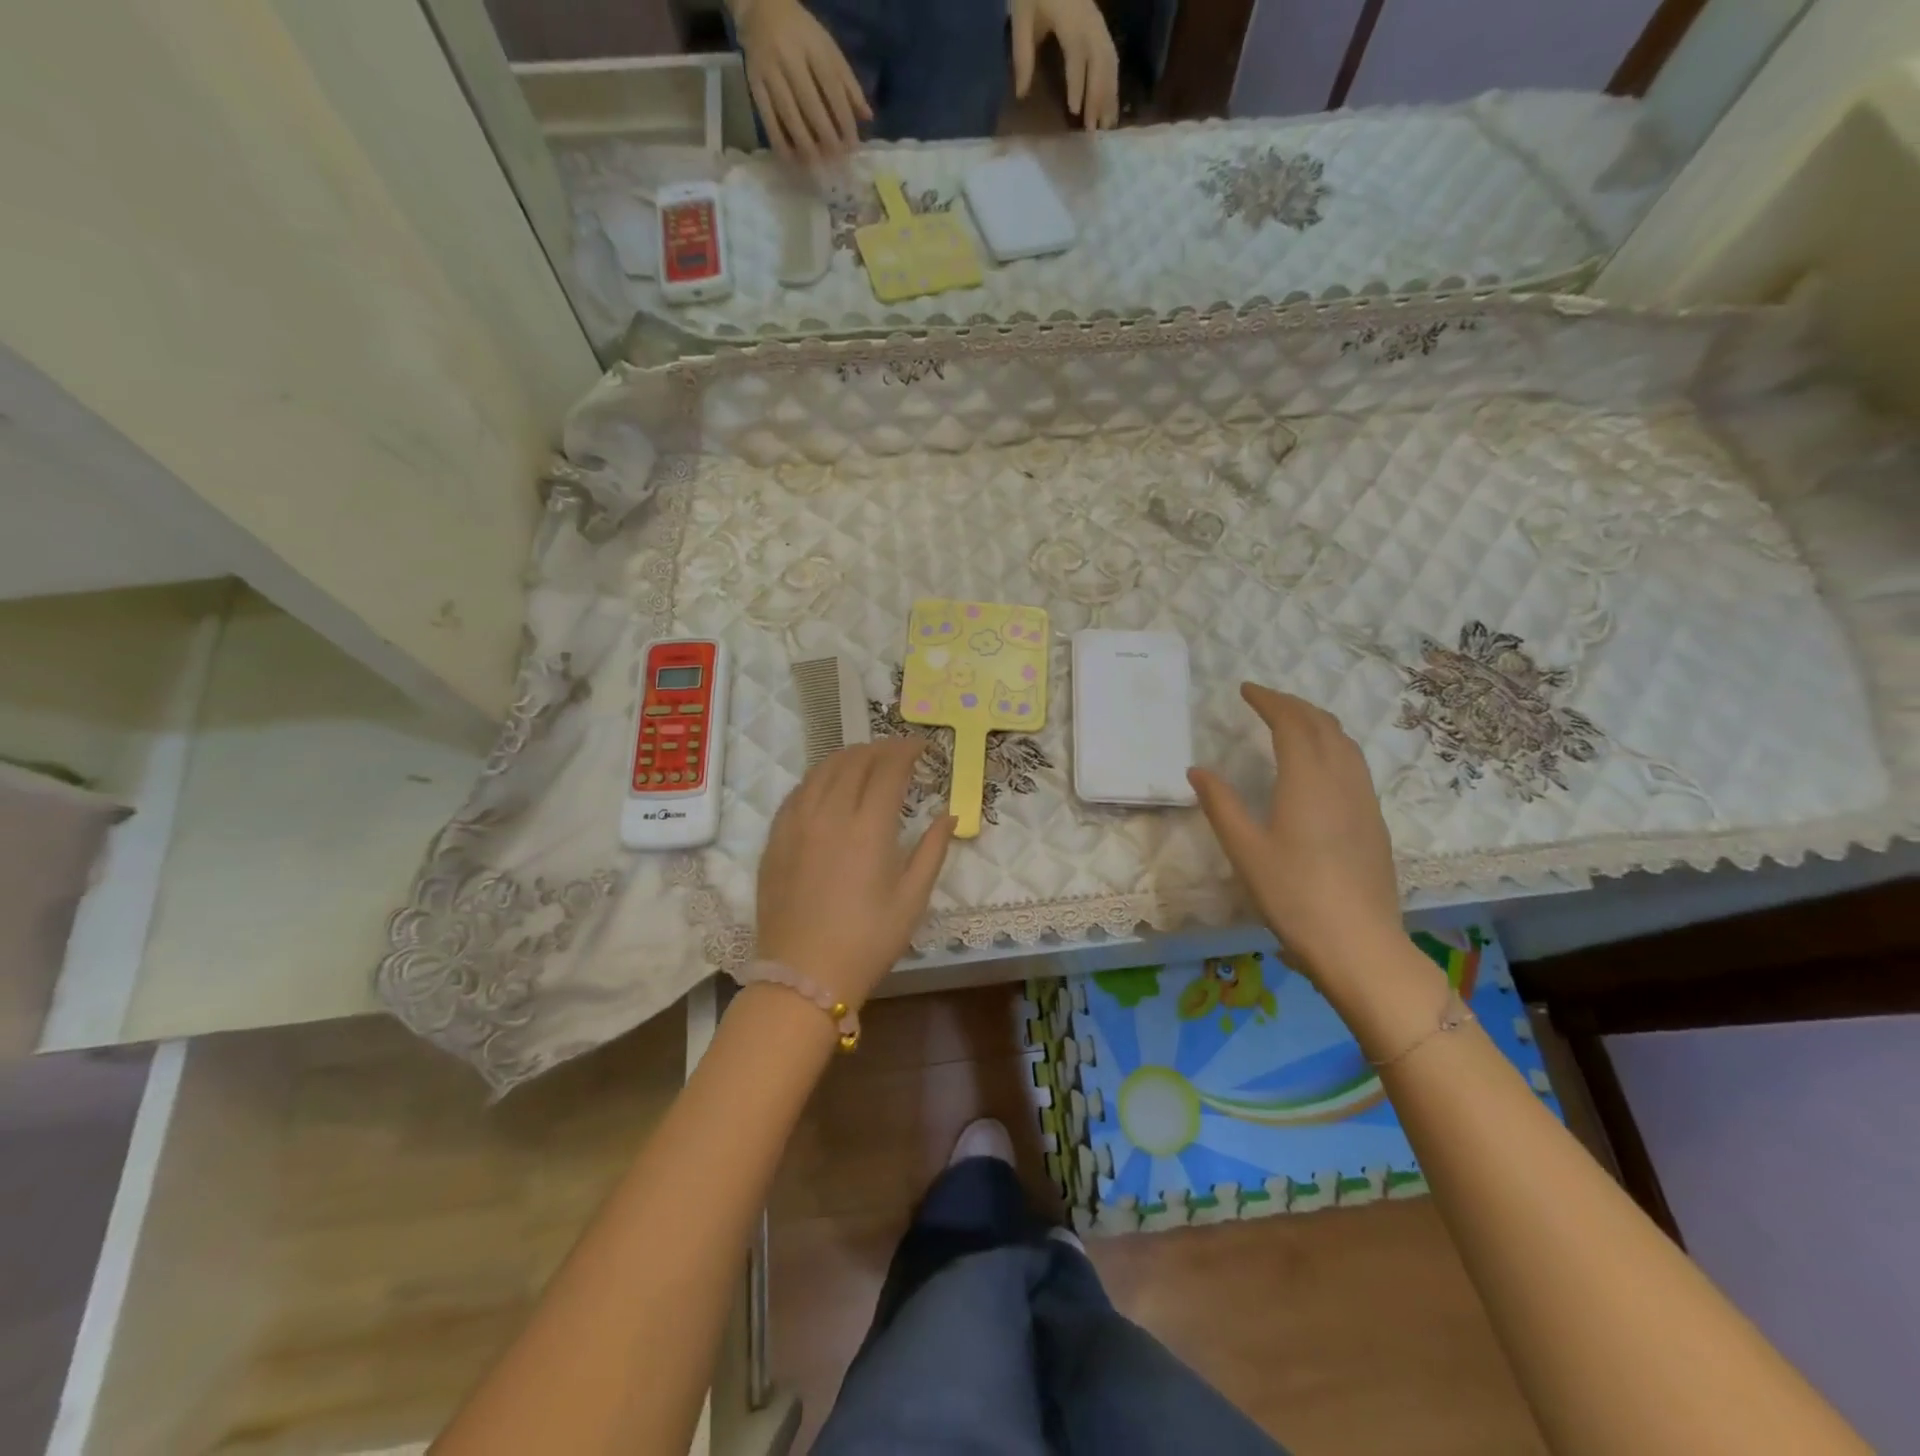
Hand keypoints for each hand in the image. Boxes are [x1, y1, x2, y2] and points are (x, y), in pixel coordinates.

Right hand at [737, 0, 871, 162]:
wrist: (760, 8)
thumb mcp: (828, 49)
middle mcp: (790, 57)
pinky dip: (779, 141)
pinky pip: (767, 117)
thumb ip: (848, 82)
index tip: (852, 146)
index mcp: (813, 46)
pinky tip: (790, 160)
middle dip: (826, 137)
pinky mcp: (755, 83)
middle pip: (810, 104)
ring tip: (816, 166)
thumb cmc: (803, 36)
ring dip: (804, 145)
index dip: (844, 119)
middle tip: (836, 161)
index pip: (832, 87)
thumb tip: (867, 117)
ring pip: (789, 114)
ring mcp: (770, 71)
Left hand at [755, 740, 955, 1008]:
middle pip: (854, 761)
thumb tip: (949, 815)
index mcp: (869, 827)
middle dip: (880, 748)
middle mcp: (830, 813)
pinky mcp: (776, 838)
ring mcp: (797, 823)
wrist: (803, 976)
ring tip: (865, 760)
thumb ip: (932, 850)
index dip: (907, 751)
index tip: (922, 746)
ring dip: (848, 757)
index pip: (889, 769)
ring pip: (822, 769)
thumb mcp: (912, 899)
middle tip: (897, 752)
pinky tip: (828, 784)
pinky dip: (819, 777)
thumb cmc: (868, 941)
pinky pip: (798, 791)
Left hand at [1012, 0, 1120, 131]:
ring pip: (1110, 61)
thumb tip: (1022, 94)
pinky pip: (1111, 55)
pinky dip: (1112, 81)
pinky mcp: (1100, 26)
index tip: (1074, 112)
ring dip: (1110, 93)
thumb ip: (1022, 54)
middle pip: (1100, 62)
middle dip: (1098, 97)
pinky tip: (1111, 102)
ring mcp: (1098, 22)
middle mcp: (1090, 22)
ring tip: (1108, 124)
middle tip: (1095, 130)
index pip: (1077, 56)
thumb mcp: (1021, 16)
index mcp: (1071, 18)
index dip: (1077, 84)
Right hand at [1188, 684, 1403, 984]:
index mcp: (1308, 779)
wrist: (1359, 943)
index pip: (1291, 723)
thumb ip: (1221, 804)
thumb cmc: (1293, 894)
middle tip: (1265, 701)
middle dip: (1293, 705)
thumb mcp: (1245, 850)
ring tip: (1292, 723)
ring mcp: (1364, 800)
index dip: (1268, 701)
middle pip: (1323, 725)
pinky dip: (1333, 746)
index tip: (1246, 690)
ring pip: (1345, 743)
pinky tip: (1320, 766)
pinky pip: (1354, 764)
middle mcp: (1342, 779)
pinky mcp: (1374, 821)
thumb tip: (1198, 770)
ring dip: (1317, 723)